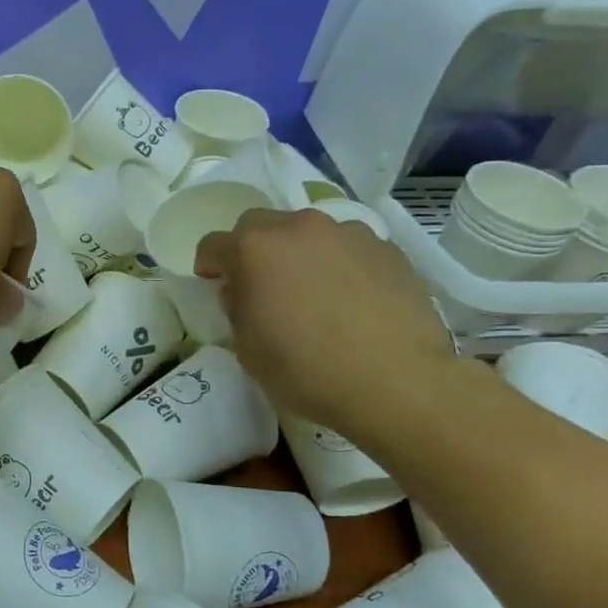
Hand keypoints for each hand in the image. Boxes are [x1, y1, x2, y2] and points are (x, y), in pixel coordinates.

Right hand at [194, 207, 454, 436]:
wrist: (398, 382)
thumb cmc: (308, 371)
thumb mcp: (248, 350)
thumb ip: (236, 309)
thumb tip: (242, 291)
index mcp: (255, 250)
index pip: (213, 244)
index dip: (209, 265)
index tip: (214, 284)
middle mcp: (299, 228)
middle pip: (260, 226)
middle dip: (252, 250)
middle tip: (262, 285)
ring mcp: (347, 233)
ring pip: (308, 233)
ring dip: (300, 254)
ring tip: (314, 293)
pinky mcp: (387, 248)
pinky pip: (348, 248)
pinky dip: (340, 265)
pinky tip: (351, 300)